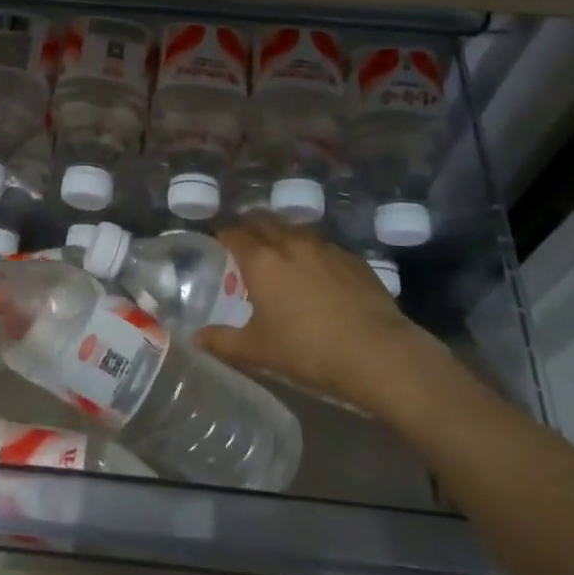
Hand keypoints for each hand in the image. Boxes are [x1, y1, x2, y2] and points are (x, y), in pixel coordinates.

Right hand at [195, 215, 422, 406]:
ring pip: (296, 230)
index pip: (234, 233)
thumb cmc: (308, 350)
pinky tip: (317, 272)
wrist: (377, 353)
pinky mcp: (354, 260)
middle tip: (244, 241)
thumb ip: (223, 342)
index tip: (217, 239)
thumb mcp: (258, 351)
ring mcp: (326, 249)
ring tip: (280, 253)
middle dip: (251, 226)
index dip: (223, 233)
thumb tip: (196, 339)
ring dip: (282, 235)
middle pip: (265, 221)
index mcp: (262, 261)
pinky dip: (312, 252)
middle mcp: (291, 244)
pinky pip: (324, 247)